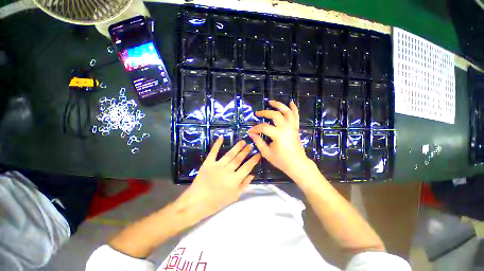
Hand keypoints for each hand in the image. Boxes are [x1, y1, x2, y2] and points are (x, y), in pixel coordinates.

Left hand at [176, 137, 260, 220]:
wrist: (197, 202)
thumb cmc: (217, 201)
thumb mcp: (234, 196)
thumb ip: (244, 185)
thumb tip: (252, 174)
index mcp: (235, 180)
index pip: (247, 167)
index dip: (254, 160)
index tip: (258, 154)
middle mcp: (227, 171)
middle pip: (239, 158)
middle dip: (246, 151)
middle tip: (250, 145)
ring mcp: (217, 165)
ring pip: (230, 154)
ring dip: (237, 147)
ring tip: (242, 141)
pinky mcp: (208, 163)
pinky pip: (213, 152)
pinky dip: (217, 144)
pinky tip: (221, 137)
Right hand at [248, 100, 312, 178]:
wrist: (297, 164)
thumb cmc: (281, 160)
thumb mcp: (267, 153)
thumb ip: (258, 142)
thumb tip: (251, 134)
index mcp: (278, 135)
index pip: (264, 127)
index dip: (255, 128)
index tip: (250, 131)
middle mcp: (286, 128)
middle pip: (275, 115)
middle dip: (265, 112)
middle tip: (257, 113)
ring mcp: (293, 127)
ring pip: (287, 112)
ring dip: (279, 105)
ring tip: (271, 102)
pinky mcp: (296, 128)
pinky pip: (296, 116)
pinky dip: (294, 108)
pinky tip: (290, 102)